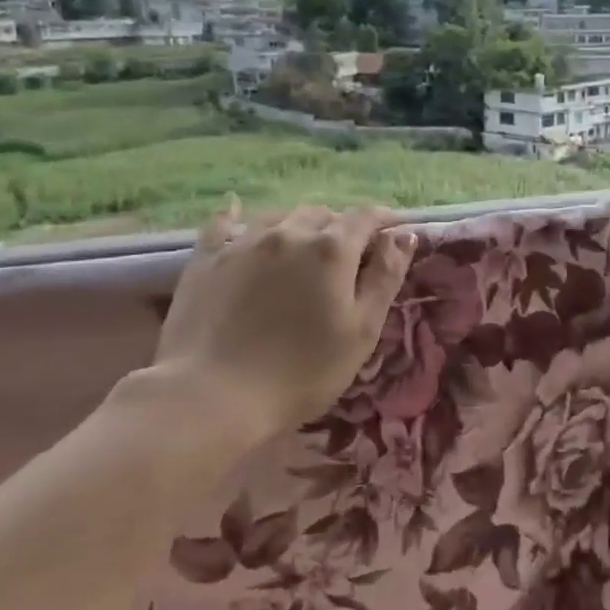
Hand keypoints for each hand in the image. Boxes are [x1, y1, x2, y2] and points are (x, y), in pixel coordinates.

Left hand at [149, 201, 416, 442]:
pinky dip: (237, 216)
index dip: (384, 219)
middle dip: (341, 226)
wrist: (212, 396)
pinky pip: (224, 224)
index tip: (395, 231)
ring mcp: (243, 242)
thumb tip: (403, 235)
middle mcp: (289, 233)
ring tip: (303, 245)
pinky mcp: (206, 259)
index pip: (366, 217)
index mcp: (332, 249)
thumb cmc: (302, 371)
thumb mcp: (362, 330)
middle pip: (323, 213)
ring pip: (280, 215)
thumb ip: (385, 277)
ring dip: (299, 224)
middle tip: (348, 253)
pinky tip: (236, 213)